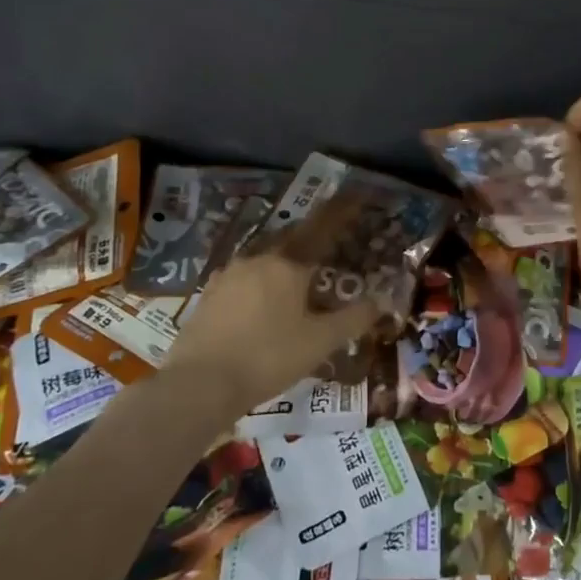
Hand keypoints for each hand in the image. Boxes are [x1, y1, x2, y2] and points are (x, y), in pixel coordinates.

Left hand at [160, 199, 381, 414]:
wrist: (199, 384)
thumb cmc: (268, 357)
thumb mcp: (320, 342)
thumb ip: (353, 319)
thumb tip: (381, 302)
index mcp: (288, 264)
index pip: (322, 227)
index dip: (341, 211)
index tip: (357, 195)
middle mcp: (258, 259)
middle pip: (291, 238)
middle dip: (311, 237)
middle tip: (327, 243)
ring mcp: (228, 276)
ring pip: (264, 257)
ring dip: (283, 260)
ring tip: (296, 275)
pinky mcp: (208, 295)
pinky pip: (244, 277)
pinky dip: (260, 281)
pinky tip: (261, 299)